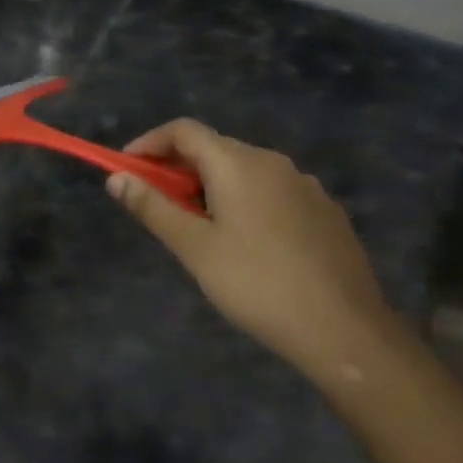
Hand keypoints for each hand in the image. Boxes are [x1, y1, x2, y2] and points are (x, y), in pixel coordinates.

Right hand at [106, 121, 396, 377]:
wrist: (347, 332)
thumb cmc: (258, 285)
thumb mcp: (195, 248)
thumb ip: (153, 208)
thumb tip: (116, 178)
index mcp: (238, 163)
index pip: (184, 130)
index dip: (149, 143)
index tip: (127, 169)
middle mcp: (273, 162)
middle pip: (214, 148)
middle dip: (178, 169)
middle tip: (158, 205)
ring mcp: (305, 185)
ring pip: (244, 171)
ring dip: (211, 186)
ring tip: (199, 228)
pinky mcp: (325, 211)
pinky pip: (272, 191)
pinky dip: (244, 200)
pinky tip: (246, 243)